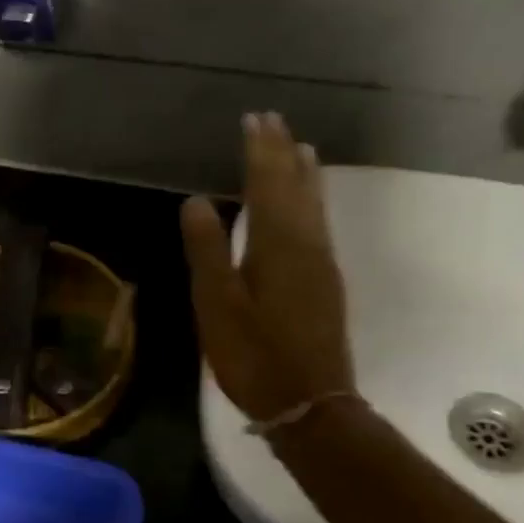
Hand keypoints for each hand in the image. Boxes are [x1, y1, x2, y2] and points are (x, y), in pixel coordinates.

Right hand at [181, 112, 355, 423]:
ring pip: (313, 203)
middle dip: (282, 152)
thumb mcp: (217, 304)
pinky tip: (311, 201)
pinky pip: (320, 223)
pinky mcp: (327, 281)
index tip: (254, 118)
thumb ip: (207, 250)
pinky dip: (314, 200)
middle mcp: (305, 243)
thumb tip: (196, 200)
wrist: (310, 404)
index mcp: (275, 244)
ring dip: (303, 172)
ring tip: (300, 146)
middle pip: (294, 186)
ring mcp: (321, 262)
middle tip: (274, 120)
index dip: (259, 150)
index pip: (266, 183)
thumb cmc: (254, 355)